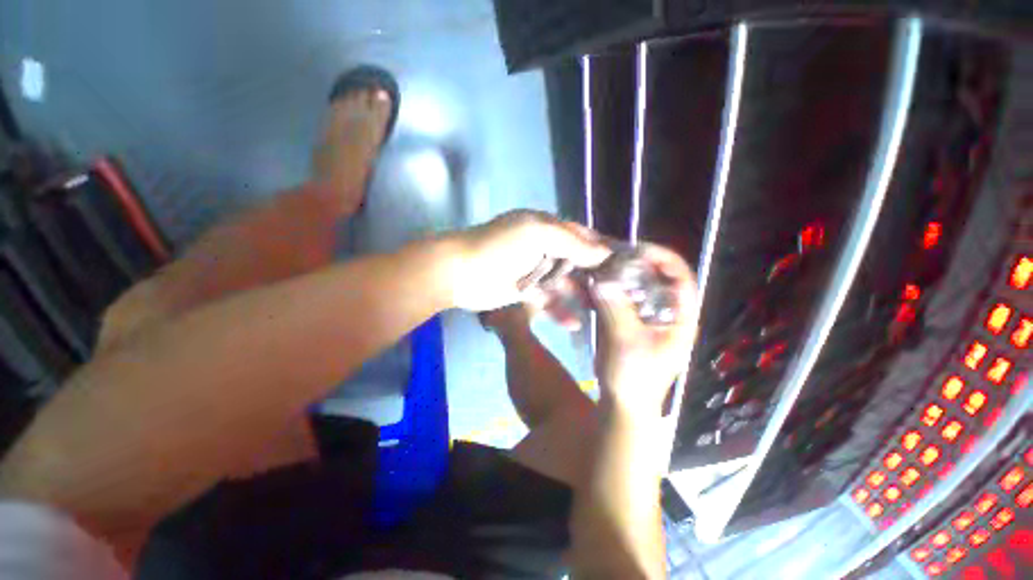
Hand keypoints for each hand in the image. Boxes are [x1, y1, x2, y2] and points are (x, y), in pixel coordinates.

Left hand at [447, 210, 610, 311]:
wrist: (459, 272)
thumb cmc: (499, 247)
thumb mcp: (537, 234)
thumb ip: (571, 242)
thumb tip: (603, 252)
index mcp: (546, 228)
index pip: (581, 236)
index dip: (601, 248)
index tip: (624, 264)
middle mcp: (543, 247)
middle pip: (576, 261)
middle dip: (595, 275)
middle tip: (619, 293)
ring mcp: (534, 271)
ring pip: (564, 283)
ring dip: (580, 295)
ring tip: (600, 310)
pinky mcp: (525, 291)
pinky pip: (548, 301)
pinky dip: (559, 311)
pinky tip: (575, 323)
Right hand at [591, 244, 697, 418]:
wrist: (623, 402)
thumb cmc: (633, 376)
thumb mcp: (625, 341)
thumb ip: (615, 308)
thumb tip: (601, 279)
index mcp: (679, 318)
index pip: (681, 278)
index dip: (664, 259)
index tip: (638, 249)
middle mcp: (667, 314)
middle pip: (659, 279)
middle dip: (638, 264)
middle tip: (613, 256)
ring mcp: (648, 318)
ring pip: (639, 288)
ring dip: (622, 276)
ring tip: (603, 267)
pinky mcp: (632, 323)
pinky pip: (624, 299)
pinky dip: (612, 290)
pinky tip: (596, 285)